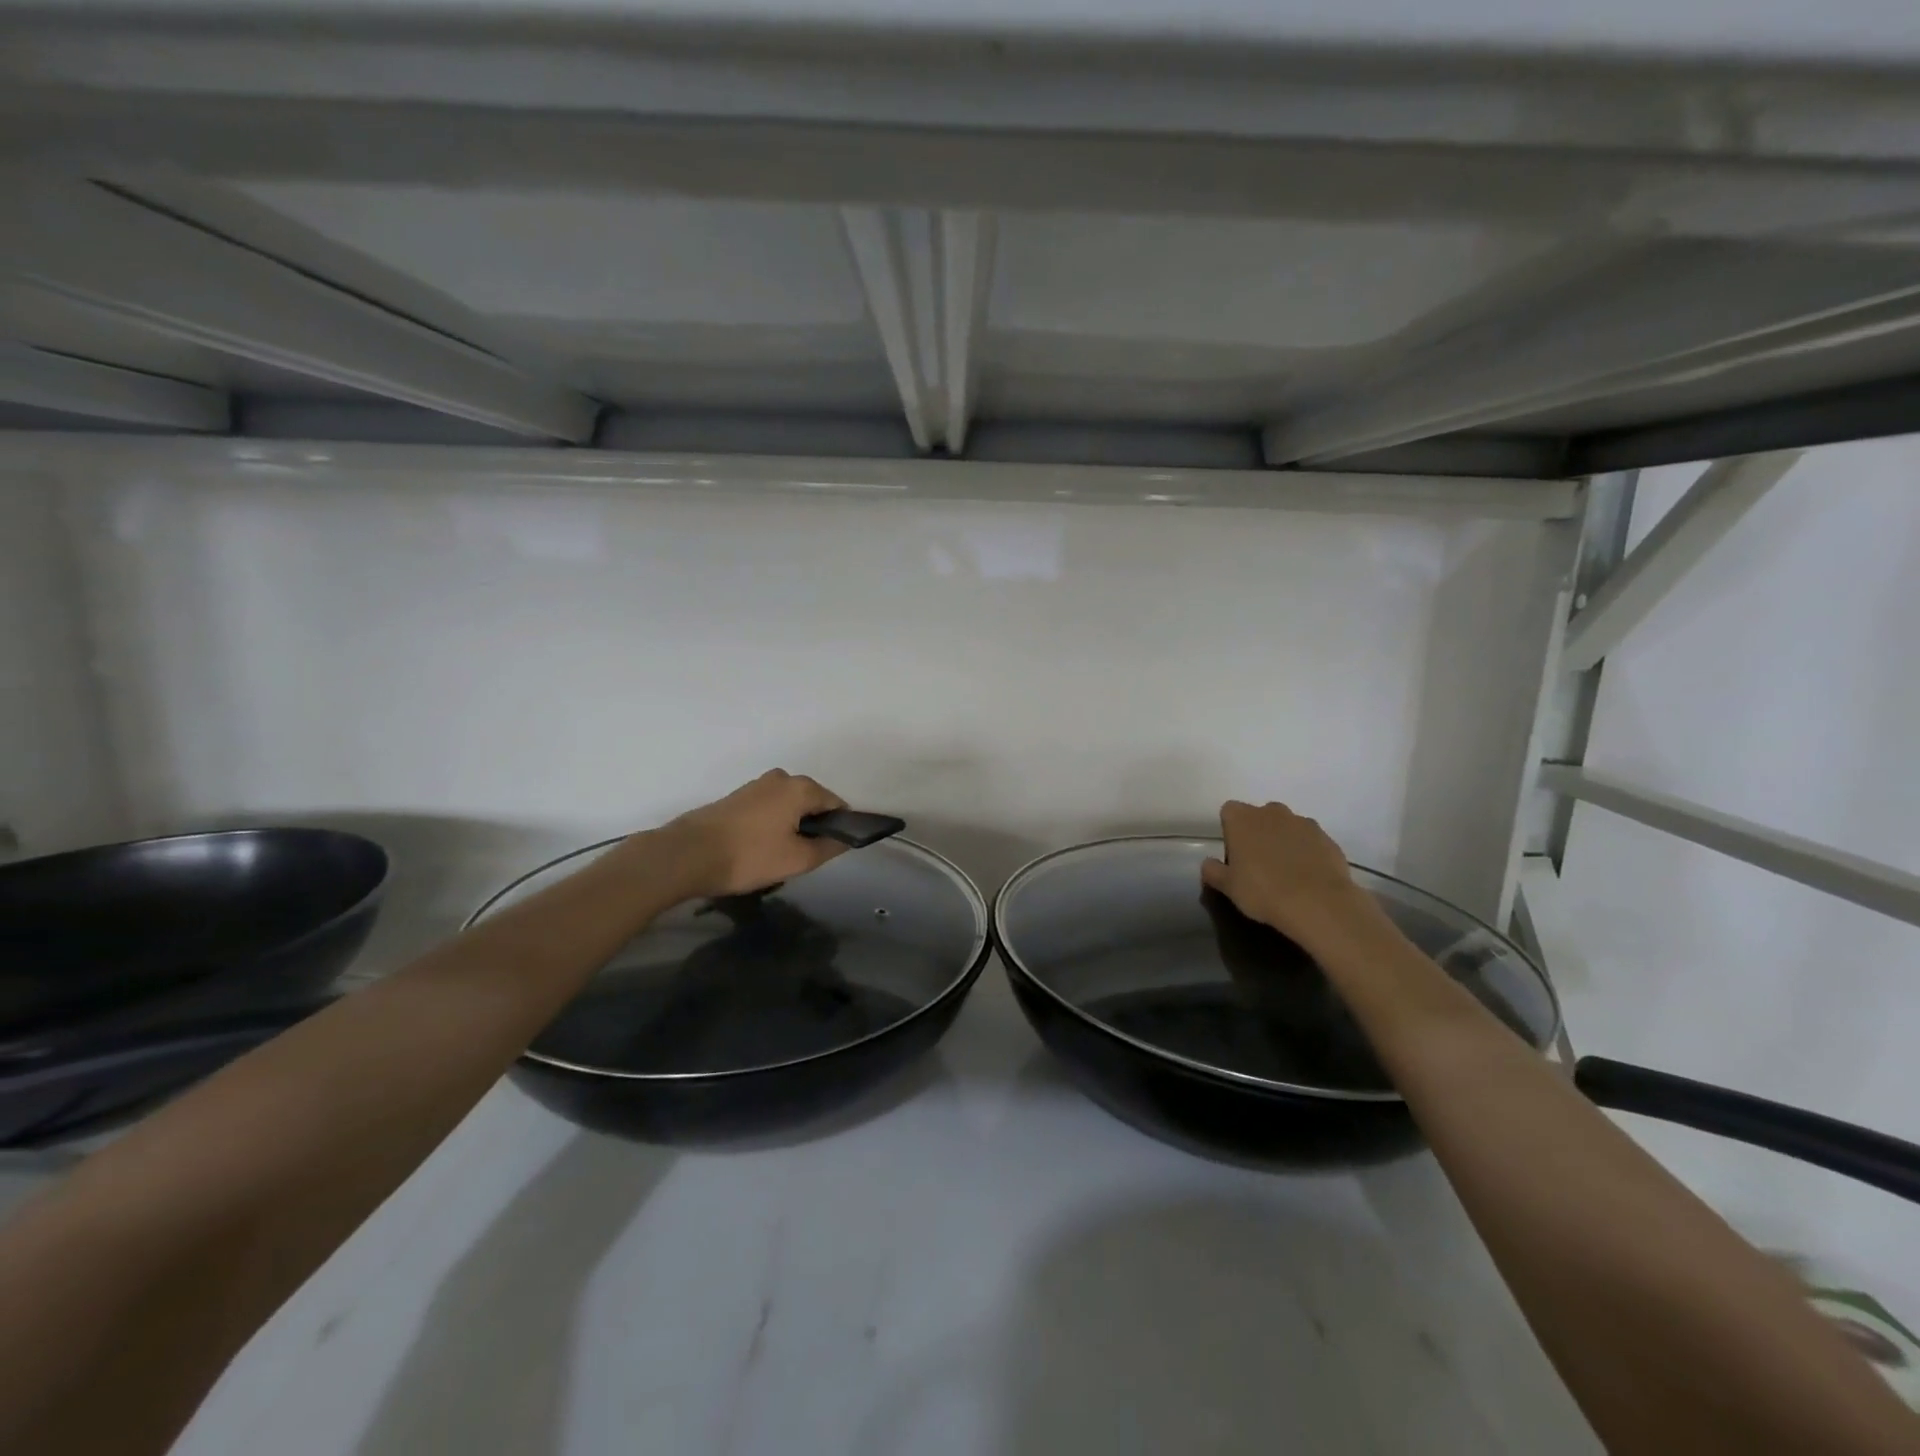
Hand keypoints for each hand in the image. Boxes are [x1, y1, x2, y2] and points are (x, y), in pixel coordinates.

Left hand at [666, 769, 849, 897]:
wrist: (687, 855)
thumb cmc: (749, 856)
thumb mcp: (797, 859)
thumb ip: (829, 847)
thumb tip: (845, 838)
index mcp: (801, 788)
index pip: (836, 805)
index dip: (840, 828)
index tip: (830, 852)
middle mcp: (782, 778)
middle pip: (812, 803)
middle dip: (813, 828)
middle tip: (803, 859)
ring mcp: (757, 785)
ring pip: (789, 807)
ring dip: (791, 828)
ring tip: (778, 857)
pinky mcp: (738, 797)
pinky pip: (769, 809)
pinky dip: (772, 825)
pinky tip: (760, 849)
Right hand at [1201, 800, 1390, 956]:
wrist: (1318, 904)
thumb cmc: (1262, 891)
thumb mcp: (1228, 887)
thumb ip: (1213, 871)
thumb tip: (1209, 864)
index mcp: (1242, 819)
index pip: (1229, 811)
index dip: (1230, 830)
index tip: (1234, 853)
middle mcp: (1272, 813)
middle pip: (1260, 815)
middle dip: (1258, 832)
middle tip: (1258, 863)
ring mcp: (1303, 823)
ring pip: (1287, 826)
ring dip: (1284, 841)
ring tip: (1286, 872)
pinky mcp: (1327, 839)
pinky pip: (1311, 841)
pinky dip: (1307, 852)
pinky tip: (1307, 877)